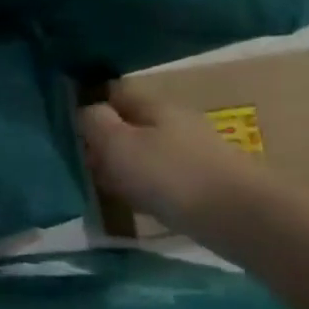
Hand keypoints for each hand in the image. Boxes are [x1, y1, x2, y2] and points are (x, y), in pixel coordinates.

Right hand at [79, 84, 272, 238]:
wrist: (241, 217)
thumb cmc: (169, 175)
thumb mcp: (117, 143)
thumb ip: (94, 122)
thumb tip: (85, 112)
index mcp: (152, 104)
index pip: (113, 91)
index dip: (89, 104)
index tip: (68, 128)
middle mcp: (174, 121)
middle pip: (129, 123)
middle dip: (105, 140)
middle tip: (82, 164)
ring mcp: (192, 151)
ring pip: (145, 151)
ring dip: (123, 166)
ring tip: (105, 187)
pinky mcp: (204, 180)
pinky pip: (162, 176)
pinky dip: (145, 186)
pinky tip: (137, 203)